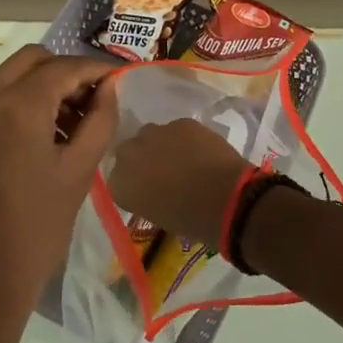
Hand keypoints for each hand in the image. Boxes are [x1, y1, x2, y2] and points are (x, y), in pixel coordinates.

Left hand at [0, 45, 120, 342]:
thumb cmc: (32, 231)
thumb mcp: (77, 175)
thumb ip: (98, 123)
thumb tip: (108, 90)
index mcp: (17, 105)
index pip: (65, 67)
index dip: (97, 70)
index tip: (122, 81)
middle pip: (32, 60)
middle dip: (67, 71)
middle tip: (96, 100)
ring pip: (11, 79)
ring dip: (43, 87)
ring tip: (75, 125)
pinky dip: (22, 105)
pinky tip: (44, 140)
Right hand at [108, 119, 248, 246]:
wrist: (225, 199)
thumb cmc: (191, 220)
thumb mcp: (158, 217)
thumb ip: (146, 198)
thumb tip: (155, 190)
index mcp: (119, 184)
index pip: (117, 179)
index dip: (133, 182)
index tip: (146, 190)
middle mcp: (128, 155)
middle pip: (129, 151)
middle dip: (142, 158)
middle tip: (162, 172)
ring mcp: (154, 134)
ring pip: (152, 136)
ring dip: (162, 145)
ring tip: (184, 160)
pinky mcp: (180, 122)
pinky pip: (177, 129)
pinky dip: (185, 139)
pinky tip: (201, 151)